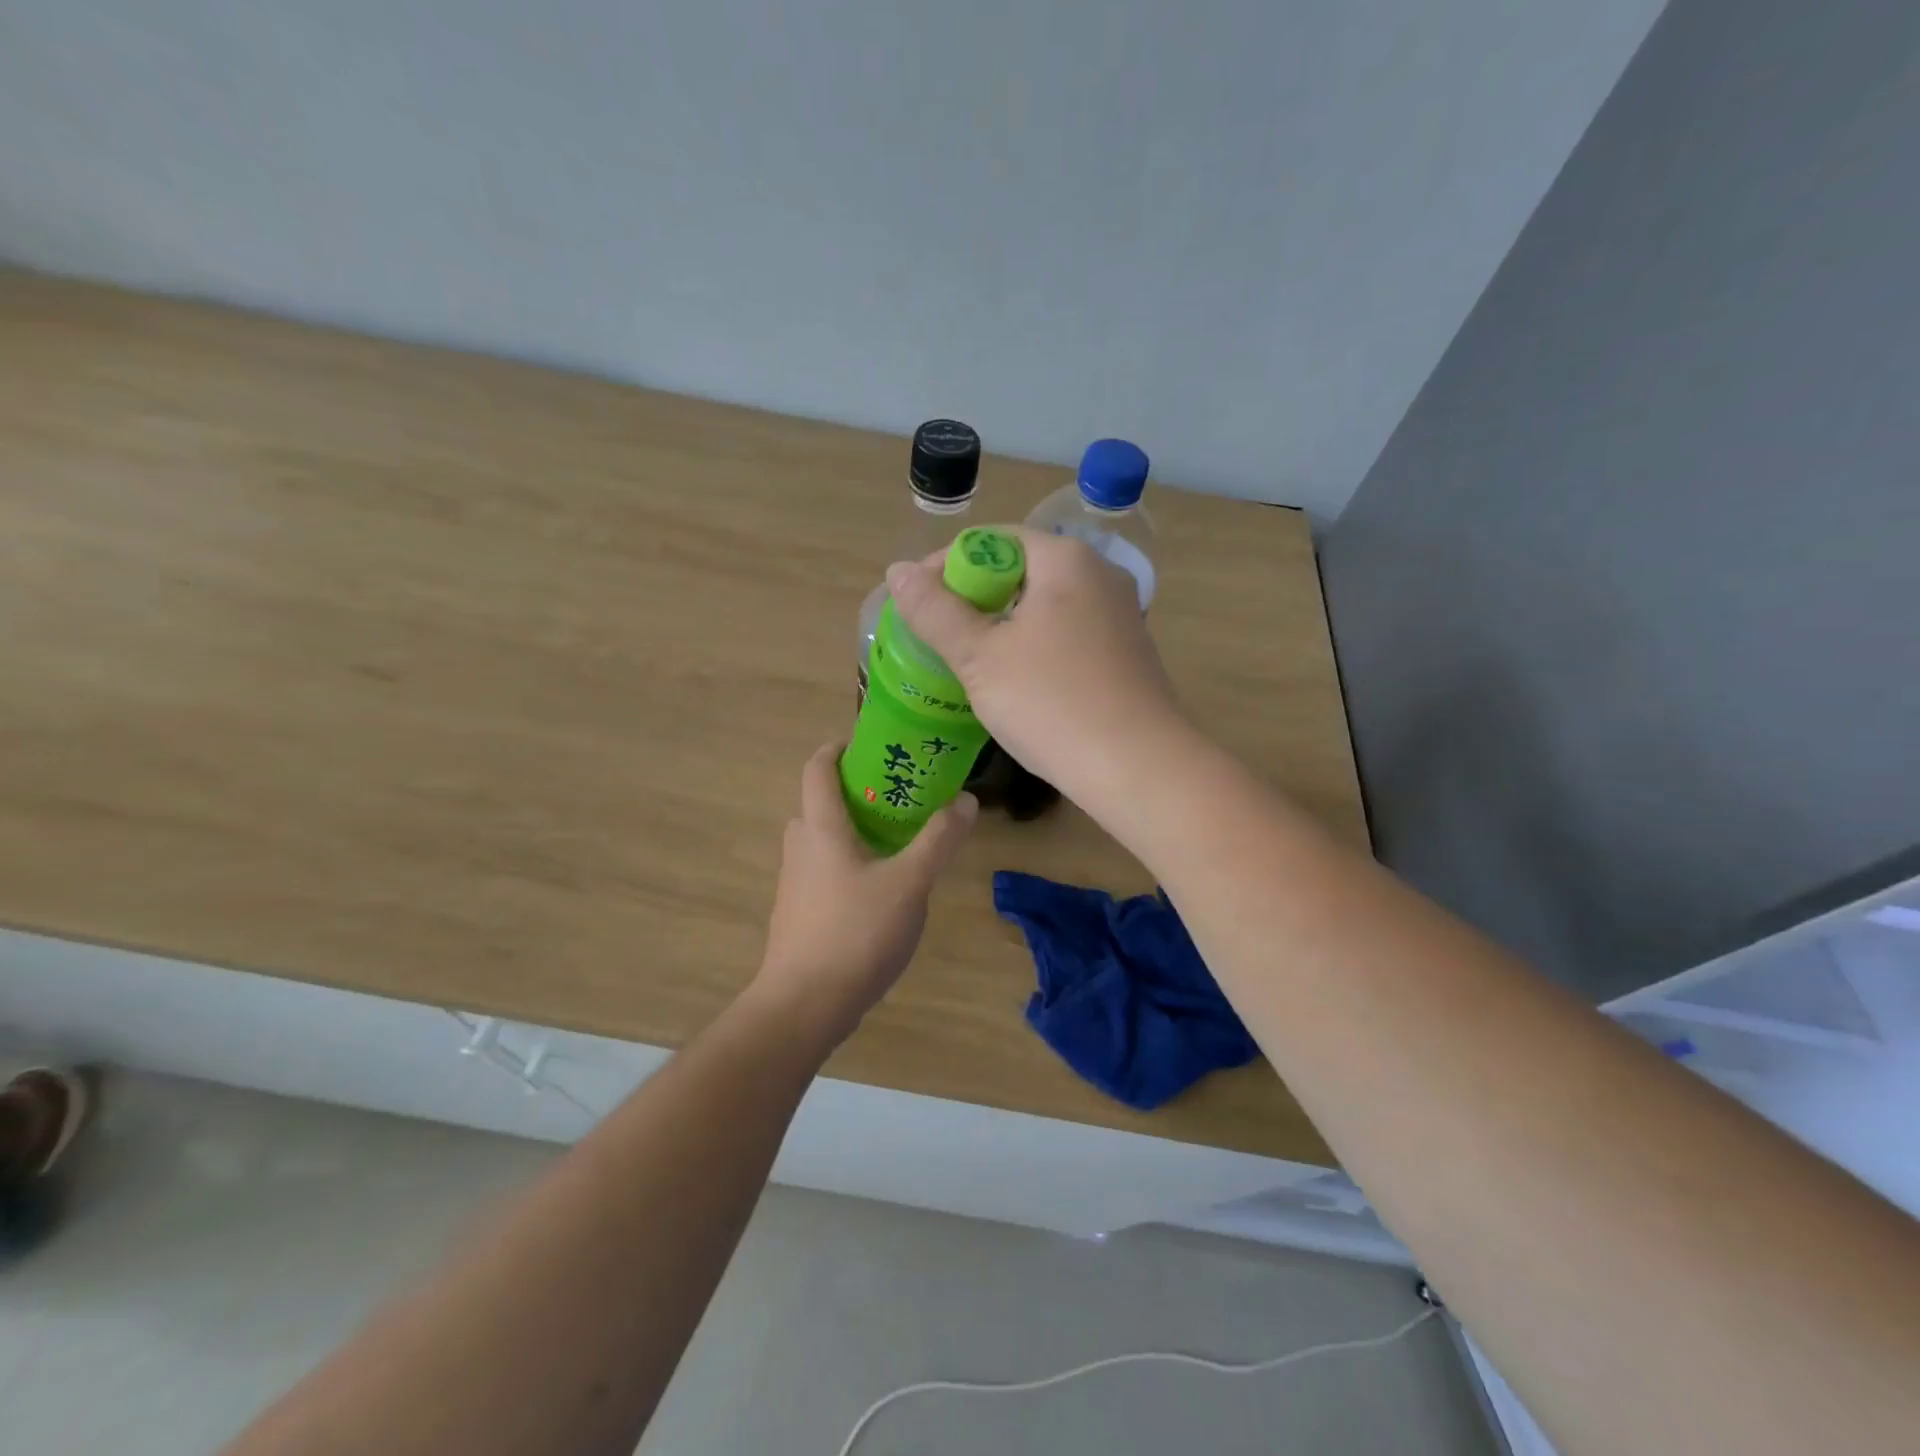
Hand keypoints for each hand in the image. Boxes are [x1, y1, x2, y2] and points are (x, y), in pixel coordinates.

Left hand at [753, 743, 976, 1043]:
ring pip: (822, 841)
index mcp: (821, 828)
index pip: (817, 768)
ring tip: (897, 841)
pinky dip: (847, 865)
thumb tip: (965, 800)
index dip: (838, 748)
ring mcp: (794, 884)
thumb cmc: (856, 932)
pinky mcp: (798, 915)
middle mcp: (800, 848)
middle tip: (898, 795)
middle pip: (820, 803)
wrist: (804, 1006)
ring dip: (853, 831)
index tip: (870, 744)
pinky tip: (880, 891)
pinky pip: (823, 873)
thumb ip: (938, 840)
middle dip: (855, 792)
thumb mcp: (910, 883)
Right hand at [886, 528, 1184, 803]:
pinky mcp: (1126, 653)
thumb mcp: (979, 657)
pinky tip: (1014, 681)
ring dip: (1001, 625)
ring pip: (1043, 605)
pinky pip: (1066, 633)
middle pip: (1020, 570)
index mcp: (1065, 560)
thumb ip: (935, 611)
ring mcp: (1119, 615)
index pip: (992, 540)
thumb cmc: (1052, 704)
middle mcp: (1099, 575)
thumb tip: (897, 571)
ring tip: (966, 659)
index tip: (913, 602)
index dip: (944, 565)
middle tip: (936, 635)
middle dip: (972, 598)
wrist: (1140, 769)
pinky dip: (1032, 645)